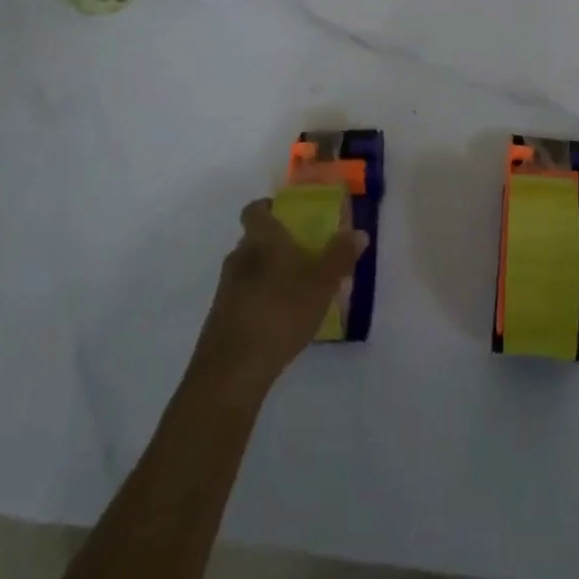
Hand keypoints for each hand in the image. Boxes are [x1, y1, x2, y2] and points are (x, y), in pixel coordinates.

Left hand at [190, 199, 367, 400]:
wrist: (233, 370)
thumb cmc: (281, 312)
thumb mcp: (321, 283)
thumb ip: (340, 256)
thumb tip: (359, 233)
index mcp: (261, 238)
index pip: (255, 209)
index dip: (269, 208)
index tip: (289, 216)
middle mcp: (239, 256)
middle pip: (254, 239)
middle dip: (276, 245)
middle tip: (303, 256)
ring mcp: (225, 288)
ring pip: (249, 269)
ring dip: (268, 275)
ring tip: (295, 292)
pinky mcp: (220, 318)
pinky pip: (243, 297)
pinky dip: (259, 300)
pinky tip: (279, 321)